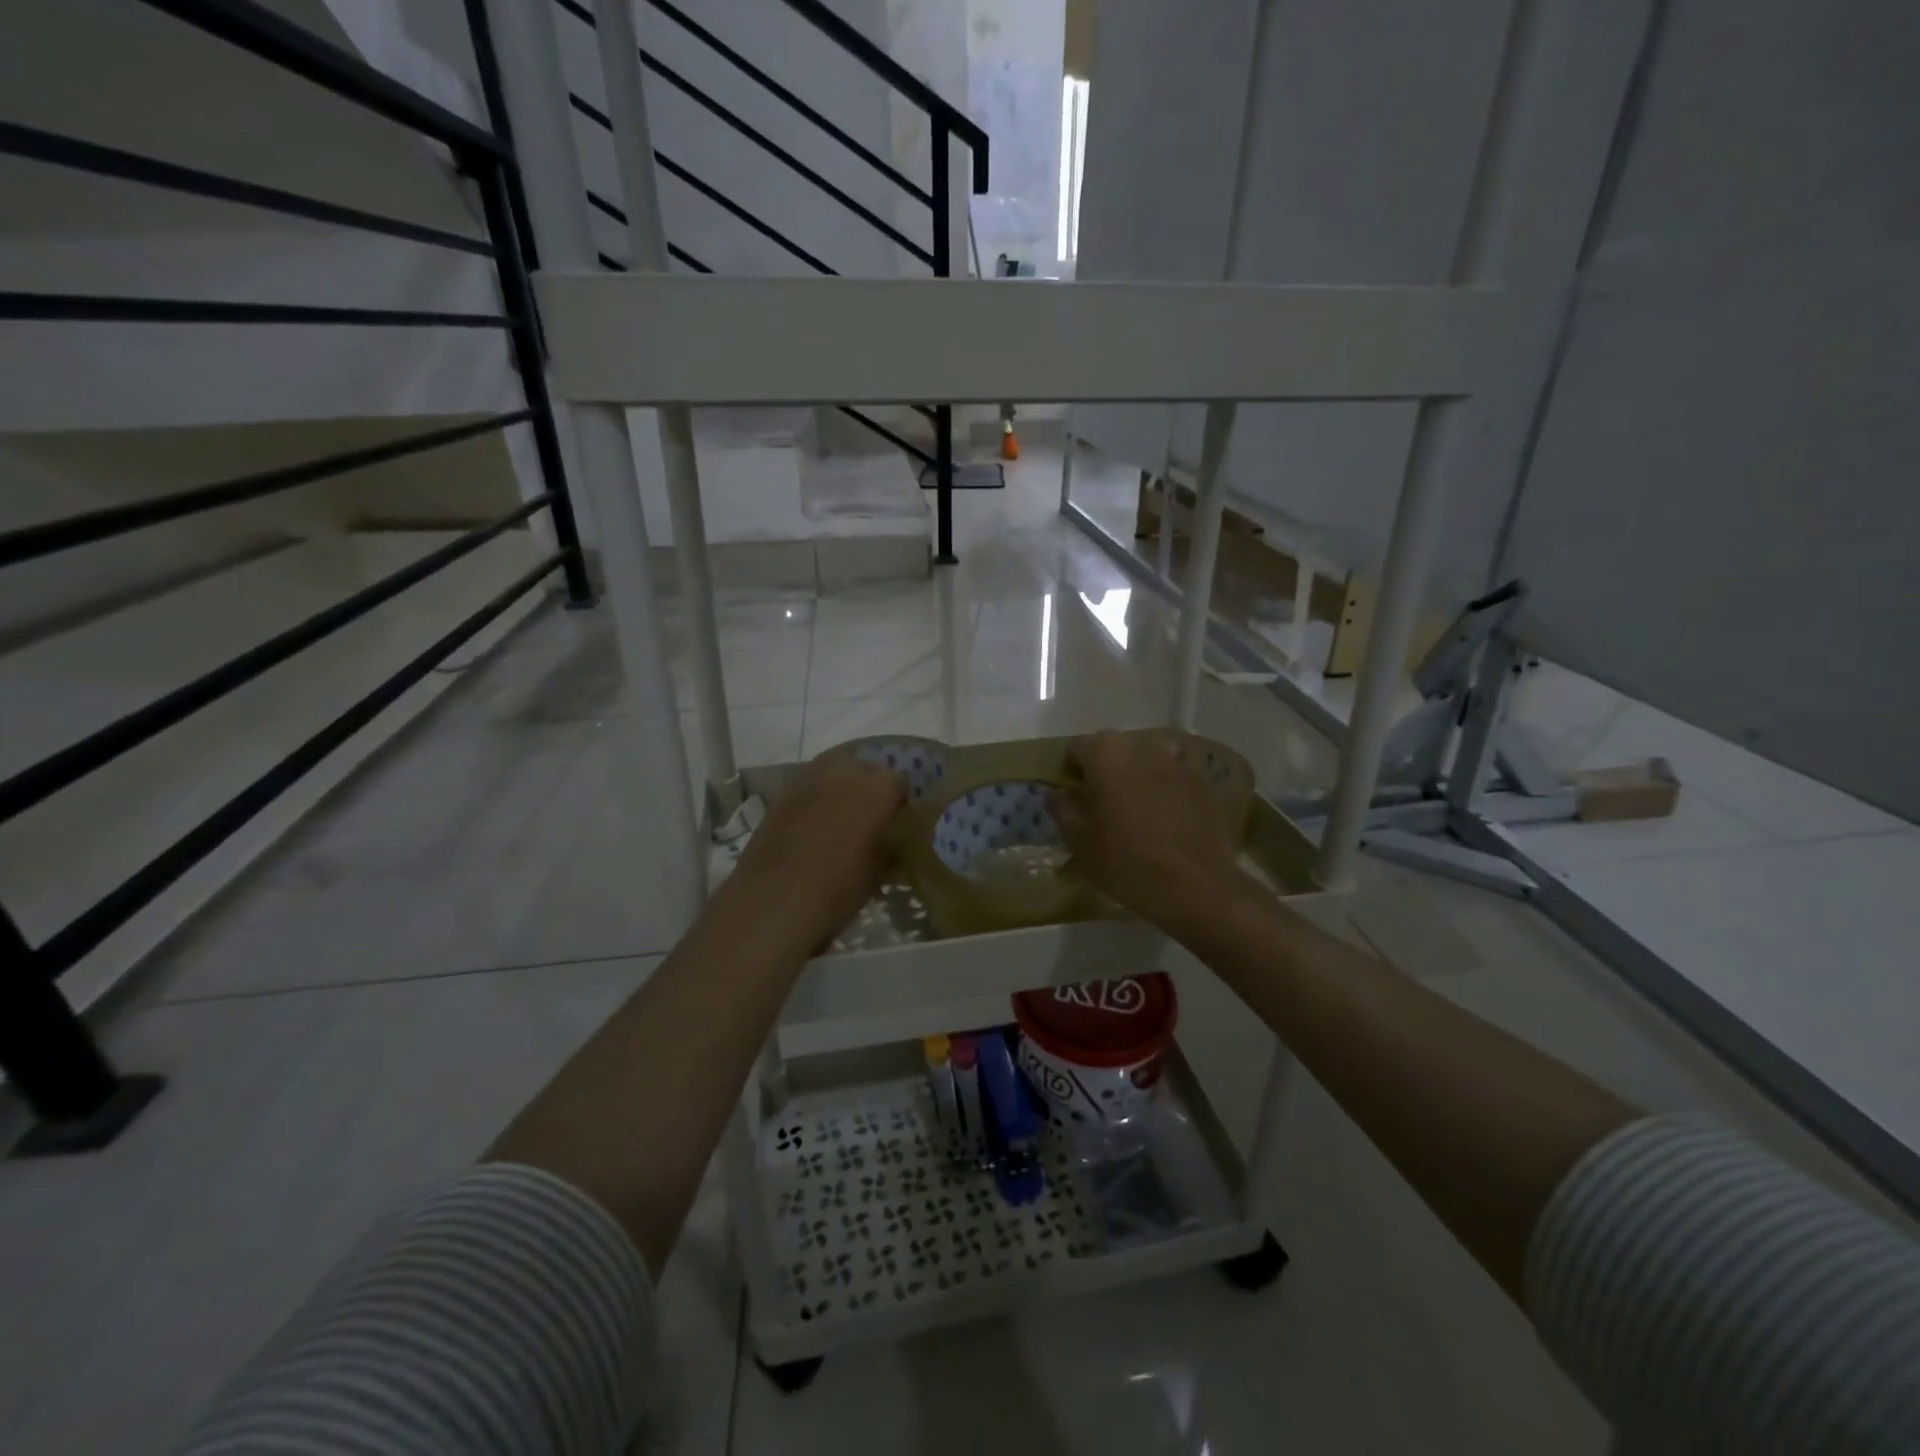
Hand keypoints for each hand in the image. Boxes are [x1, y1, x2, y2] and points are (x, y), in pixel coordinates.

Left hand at [725, 751, 906, 951]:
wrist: (774, 901)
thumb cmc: (838, 889)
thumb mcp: (879, 872)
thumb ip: (890, 847)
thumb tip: (891, 841)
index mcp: (878, 788)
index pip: (899, 782)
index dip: (899, 802)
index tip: (896, 823)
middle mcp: (845, 772)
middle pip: (864, 765)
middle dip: (868, 785)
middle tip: (867, 816)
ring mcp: (808, 779)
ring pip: (832, 769)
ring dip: (839, 786)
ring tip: (838, 817)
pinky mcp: (781, 793)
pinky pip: (807, 786)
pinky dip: (814, 798)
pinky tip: (812, 826)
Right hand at [1053, 729, 1246, 934]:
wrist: (1194, 885)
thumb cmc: (1126, 862)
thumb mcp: (1079, 841)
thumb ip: (1062, 809)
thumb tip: (1058, 793)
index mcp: (1104, 753)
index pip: (1076, 749)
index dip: (1071, 773)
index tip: (1074, 799)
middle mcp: (1141, 744)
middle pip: (1113, 747)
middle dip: (1104, 768)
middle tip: (1104, 804)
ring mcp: (1177, 757)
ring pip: (1148, 753)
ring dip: (1139, 769)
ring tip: (1139, 802)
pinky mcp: (1204, 777)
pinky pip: (1181, 765)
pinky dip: (1172, 775)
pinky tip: (1171, 800)